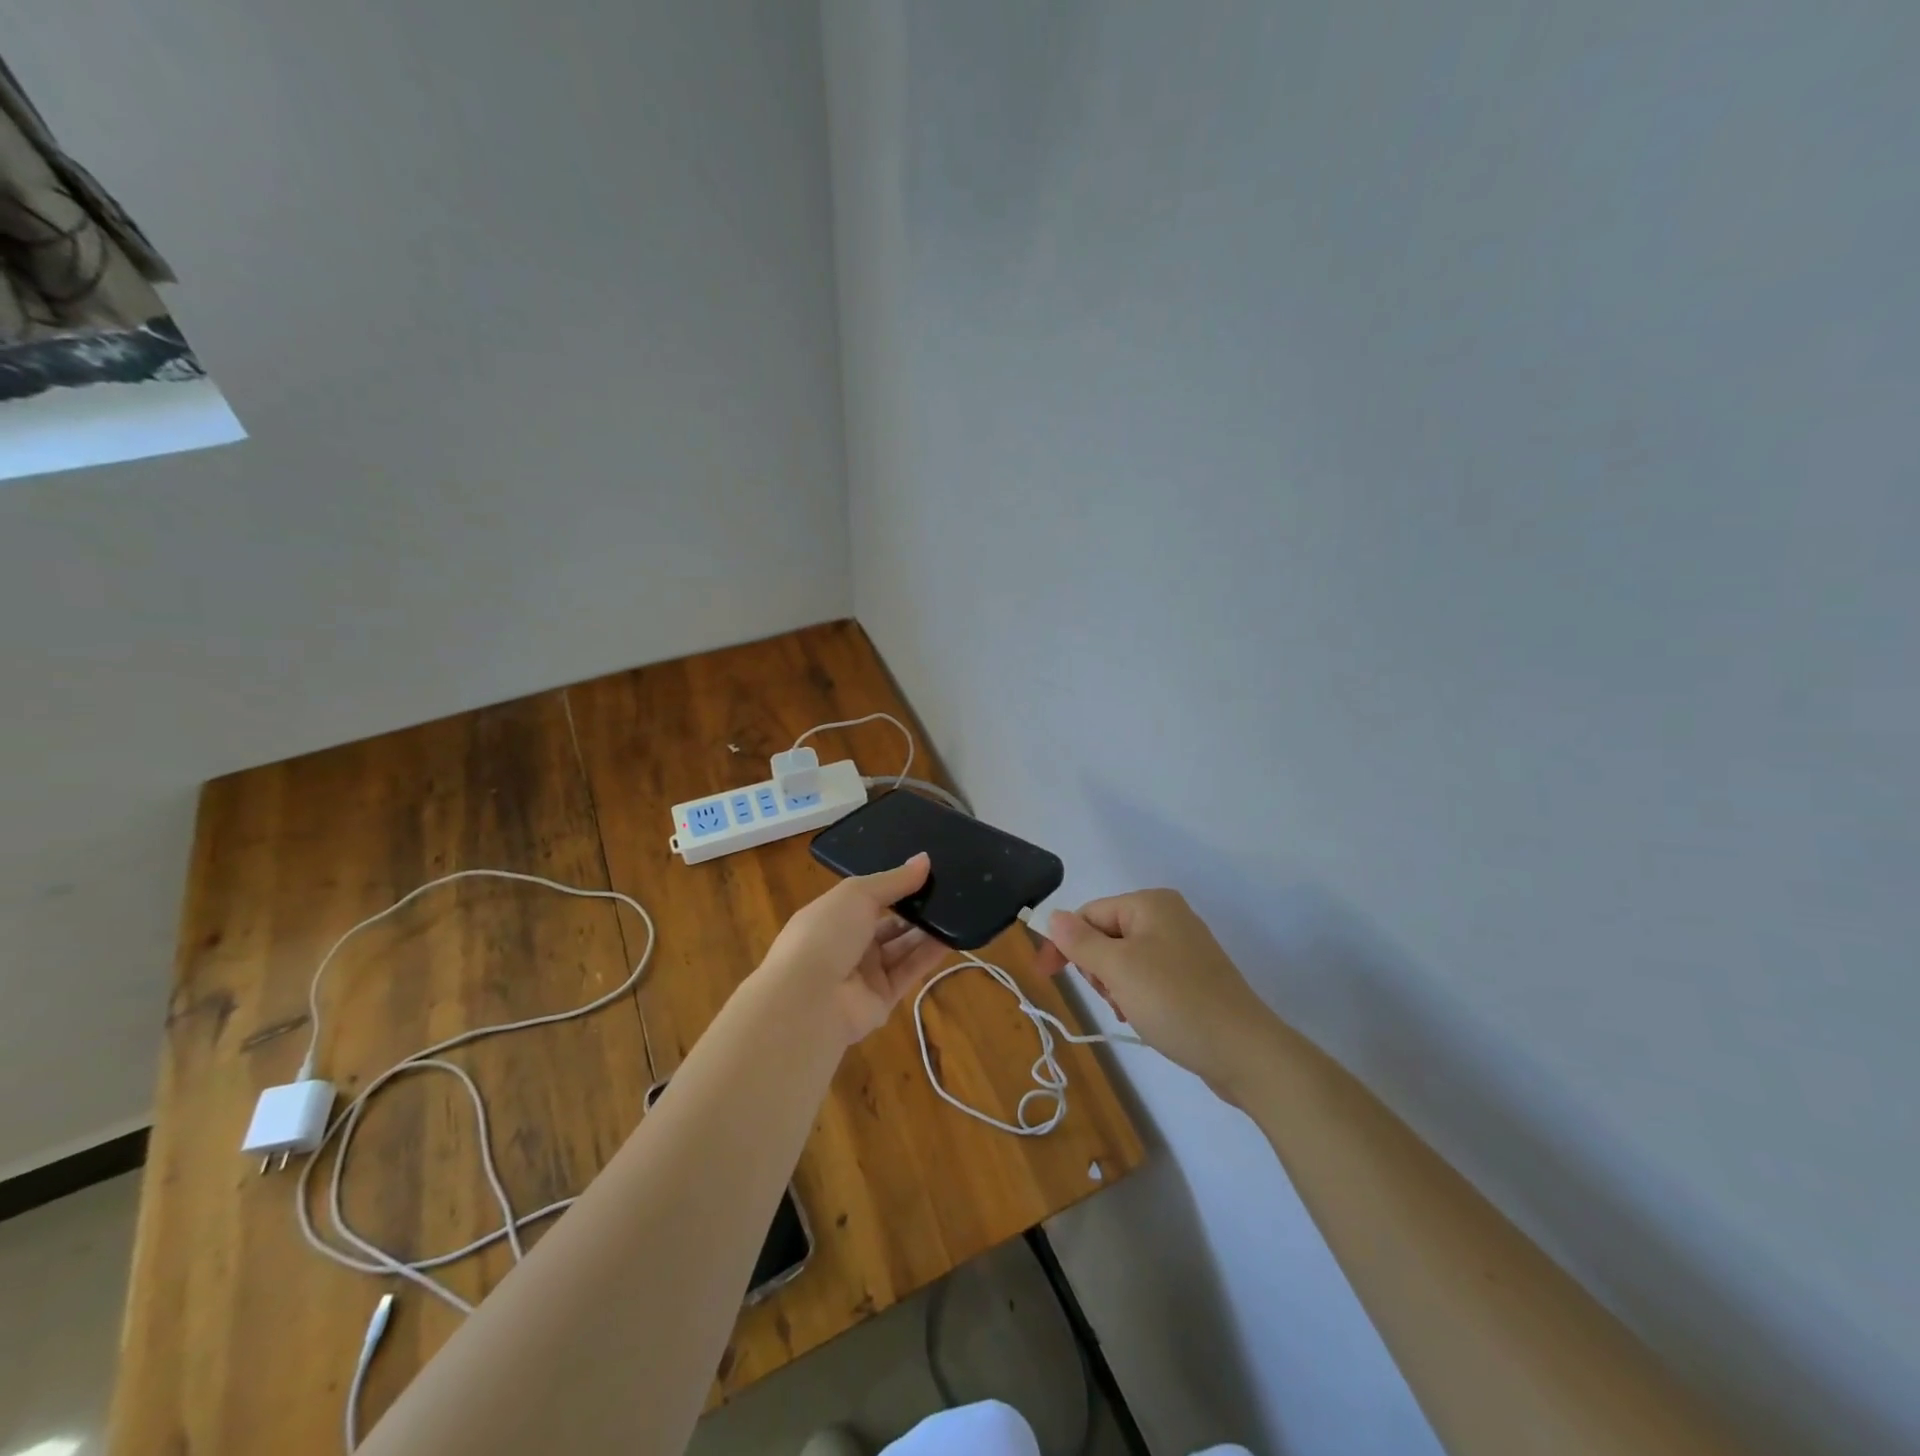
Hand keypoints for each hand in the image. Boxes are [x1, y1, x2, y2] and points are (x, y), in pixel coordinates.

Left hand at [757, 854, 952, 1045]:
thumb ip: (894, 880)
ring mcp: (865, 974)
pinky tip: (953, 936)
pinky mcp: (883, 999)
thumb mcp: (857, 894)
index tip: (926, 871)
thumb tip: (925, 859)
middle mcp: (848, 944)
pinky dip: (930, 955)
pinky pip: (910, 971)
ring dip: (927, 930)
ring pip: (902, 947)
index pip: (869, 898)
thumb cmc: (826, 934)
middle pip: (889, 923)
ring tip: (957, 909)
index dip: (895, 885)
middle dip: (915, 908)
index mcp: (834, 915)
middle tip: (948, 890)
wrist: (808, 1000)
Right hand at [1034, 889, 1279, 1098]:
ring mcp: (1184, 947)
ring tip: (1129, 1010)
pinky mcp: (1193, 976)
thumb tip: (1053, 917)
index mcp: (1151, 903)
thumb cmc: (1175, 1001)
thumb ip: (1080, 941)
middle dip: (1097, 968)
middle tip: (1110, 996)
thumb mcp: (1118, 969)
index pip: (1089, 914)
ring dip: (1116, 985)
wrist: (1244, 1051)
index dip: (1066, 944)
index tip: (1047, 976)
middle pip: (1106, 935)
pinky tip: (1143, 1017)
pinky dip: (1137, 994)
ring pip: (1124, 959)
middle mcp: (1168, 916)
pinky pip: (1148, 976)